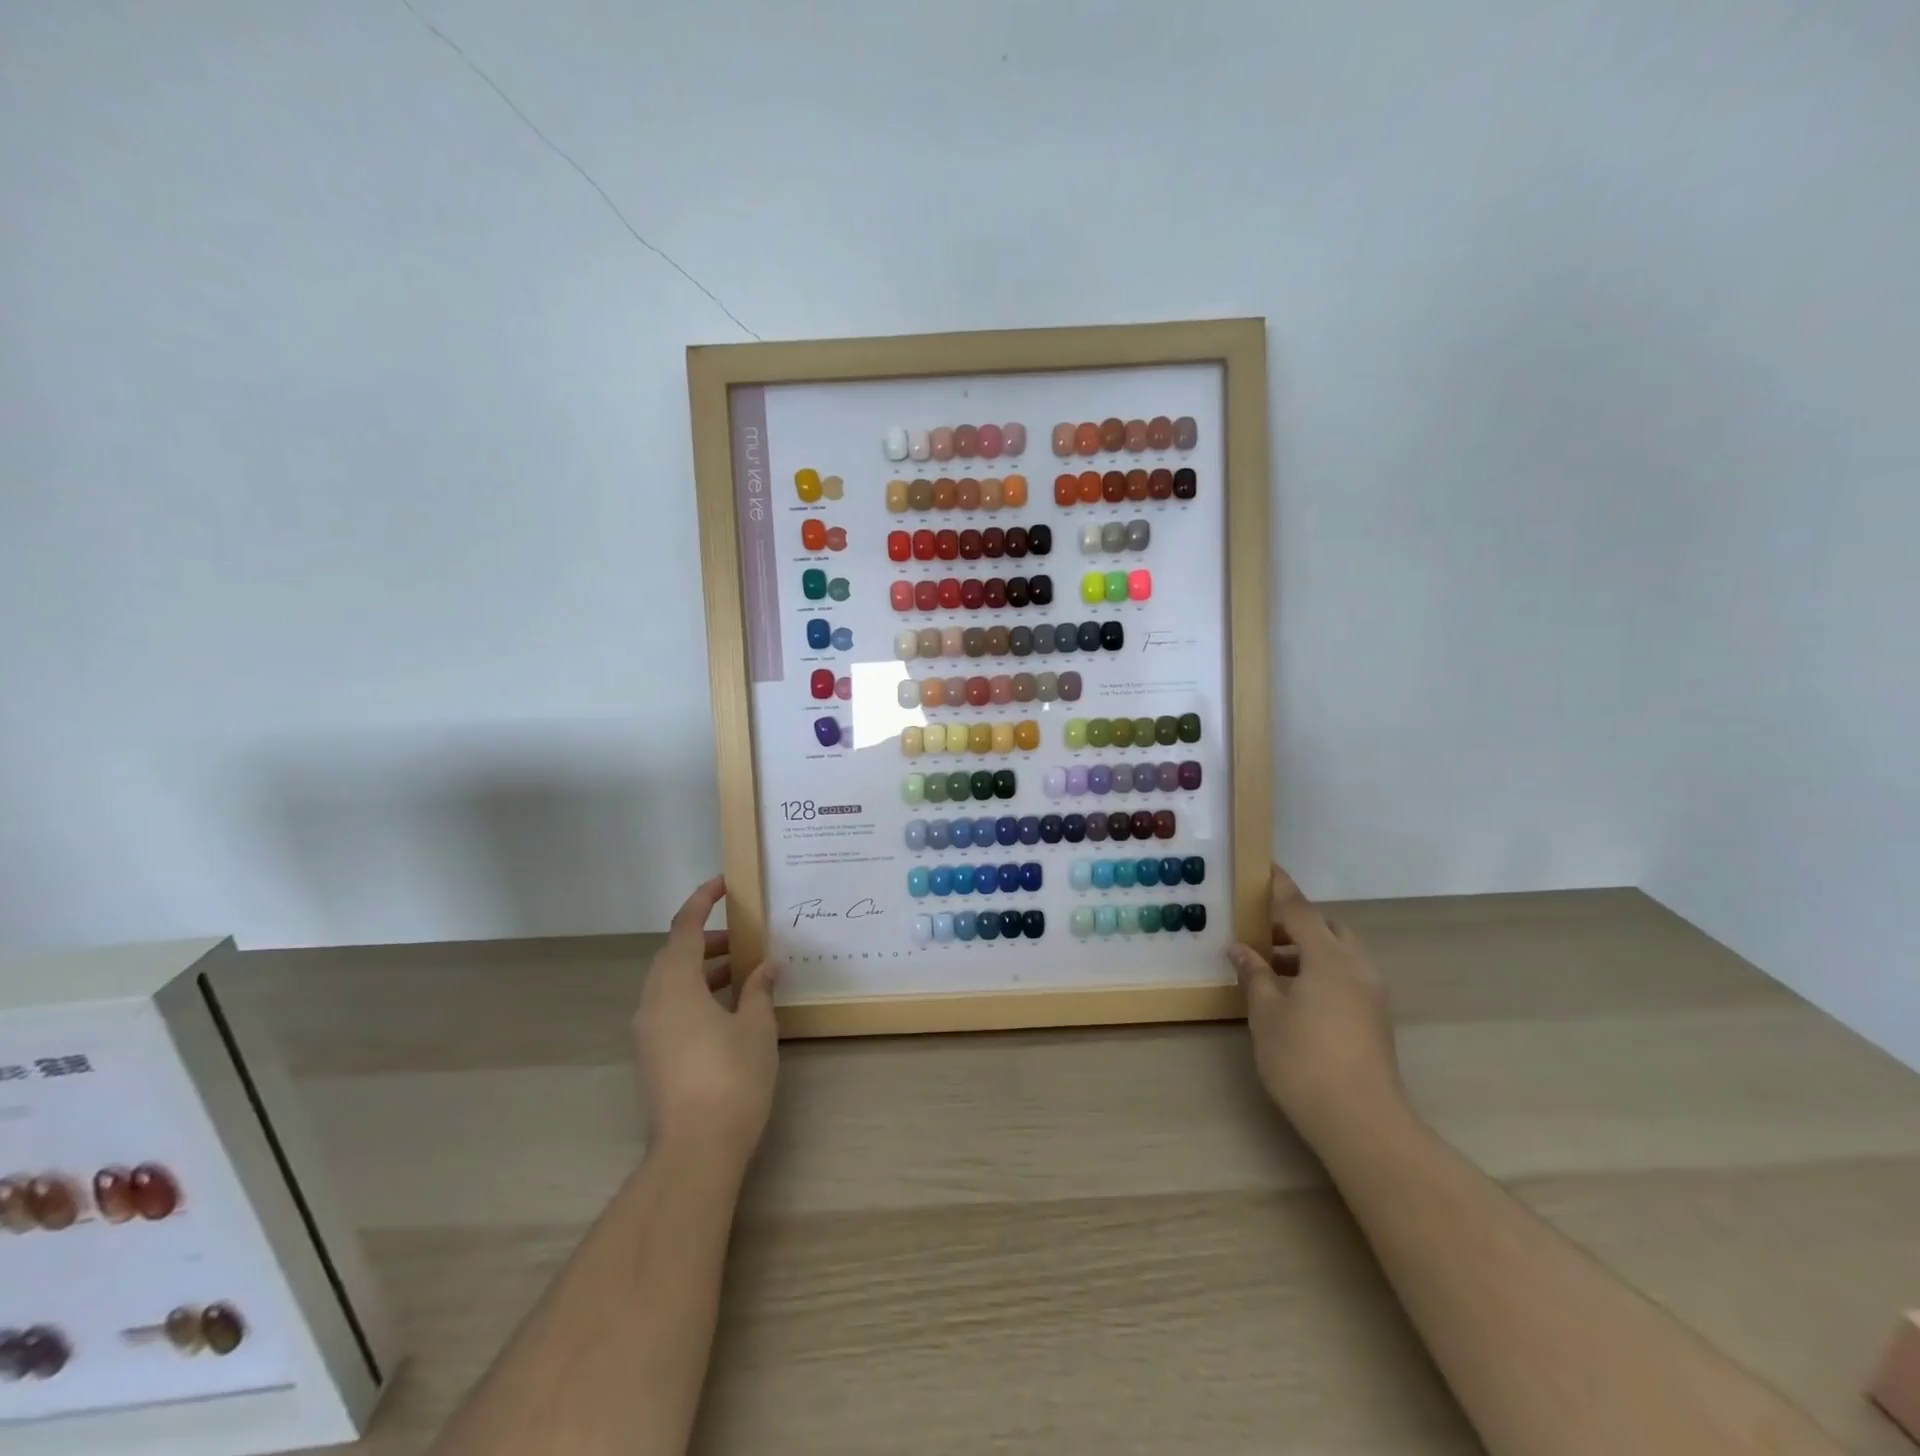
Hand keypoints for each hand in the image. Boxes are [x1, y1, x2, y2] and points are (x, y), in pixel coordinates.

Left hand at [633, 876, 780, 1160]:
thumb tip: (765, 966)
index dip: (702, 901)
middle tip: (743, 938)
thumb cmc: (731, 1078)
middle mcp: (653, 1003)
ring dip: (703, 970)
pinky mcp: (653, 1056)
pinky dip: (696, 994)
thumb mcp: (756, 1027)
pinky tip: (728, 1009)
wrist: (695, 1151)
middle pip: (674, 955)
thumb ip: (758, 989)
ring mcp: (648, 1032)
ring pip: (671, 983)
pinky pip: (670, 1007)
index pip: (683, 929)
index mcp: (675, 986)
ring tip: (743, 973)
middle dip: (707, 940)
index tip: (723, 884)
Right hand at [1228, 863, 1403, 1148]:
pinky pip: (1346, 976)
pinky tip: (1295, 996)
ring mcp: (1372, 995)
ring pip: (1339, 954)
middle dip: (1295, 924)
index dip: (1279, 888)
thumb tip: (1241, 948)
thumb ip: (1254, 974)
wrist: (1362, 1123)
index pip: (1299, 909)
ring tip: (1271, 969)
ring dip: (1308, 950)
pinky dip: (1321, 972)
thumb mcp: (1265, 1013)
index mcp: (1329, 957)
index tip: (1265, 868)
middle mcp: (1356, 967)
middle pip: (1327, 928)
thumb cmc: (1304, 1059)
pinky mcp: (1375, 1019)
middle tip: (1260, 934)